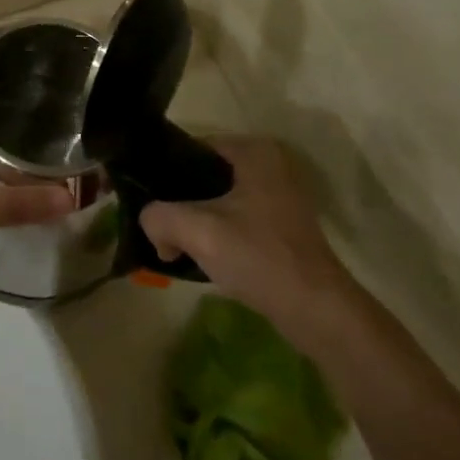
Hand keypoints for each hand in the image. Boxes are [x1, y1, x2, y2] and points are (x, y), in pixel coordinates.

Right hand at [142, 138, 363, 353]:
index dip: (161, 173)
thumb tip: (152, 227)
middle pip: (202, 175)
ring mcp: (278, 195)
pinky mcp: (281, 225)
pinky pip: (233, 218)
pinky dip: (214, 233)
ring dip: (194, 220)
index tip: (143, 200)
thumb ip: (157, 217)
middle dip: (177, 201)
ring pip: (217, 199)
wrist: (316, 310)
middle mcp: (269, 164)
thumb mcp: (196, 230)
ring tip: (172, 242)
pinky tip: (199, 255)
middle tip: (156, 225)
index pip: (190, 149)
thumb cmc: (258, 256)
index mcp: (253, 151)